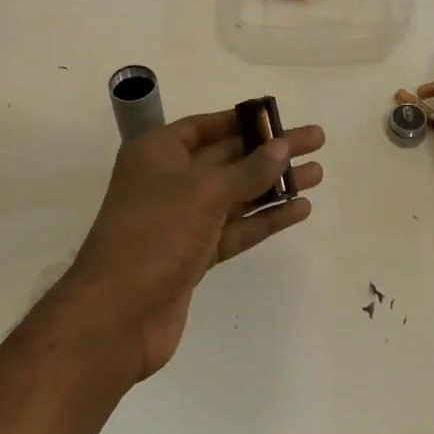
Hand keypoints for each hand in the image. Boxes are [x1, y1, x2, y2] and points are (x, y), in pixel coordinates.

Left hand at [57, 110, 324, 381]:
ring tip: (317, 174)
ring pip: (236, 195)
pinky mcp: (194, 255)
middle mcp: (169, 181)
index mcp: (158, 154)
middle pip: (227, 158)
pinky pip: (236, 228)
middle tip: (316, 141)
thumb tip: (282, 147)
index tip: (279, 116)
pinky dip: (265, 219)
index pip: (206, 126)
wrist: (116, 316)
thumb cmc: (153, 236)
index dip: (243, 120)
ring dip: (274, 185)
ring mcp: (182, 220)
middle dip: (270, 151)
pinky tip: (298, 209)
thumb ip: (247, 170)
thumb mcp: (202, 194)